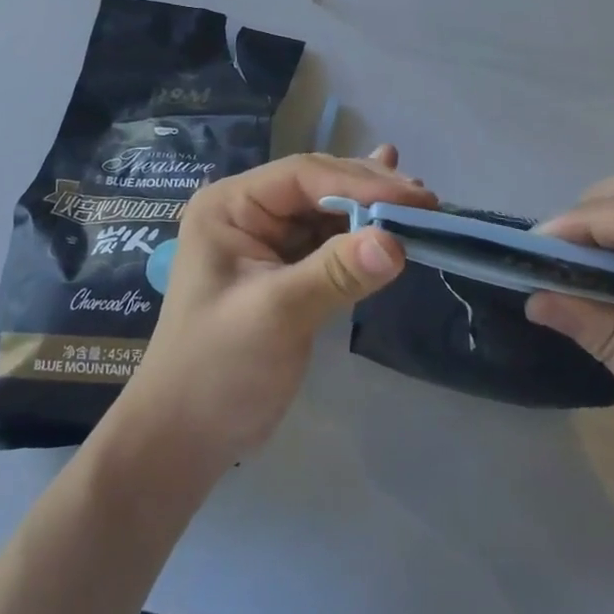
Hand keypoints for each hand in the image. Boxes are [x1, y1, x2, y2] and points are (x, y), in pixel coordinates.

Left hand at [102, 149, 434, 484]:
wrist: (185, 437)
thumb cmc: (217, 369)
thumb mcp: (276, 315)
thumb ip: (335, 273)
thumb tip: (396, 242)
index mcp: (230, 205)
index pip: (303, 176)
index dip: (361, 182)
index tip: (416, 199)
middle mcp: (247, 211)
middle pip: (318, 187)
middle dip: (370, 191)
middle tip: (428, 202)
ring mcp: (265, 240)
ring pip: (328, 212)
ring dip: (371, 208)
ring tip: (421, 205)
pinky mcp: (284, 269)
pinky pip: (327, 240)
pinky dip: (360, 231)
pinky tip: (389, 213)